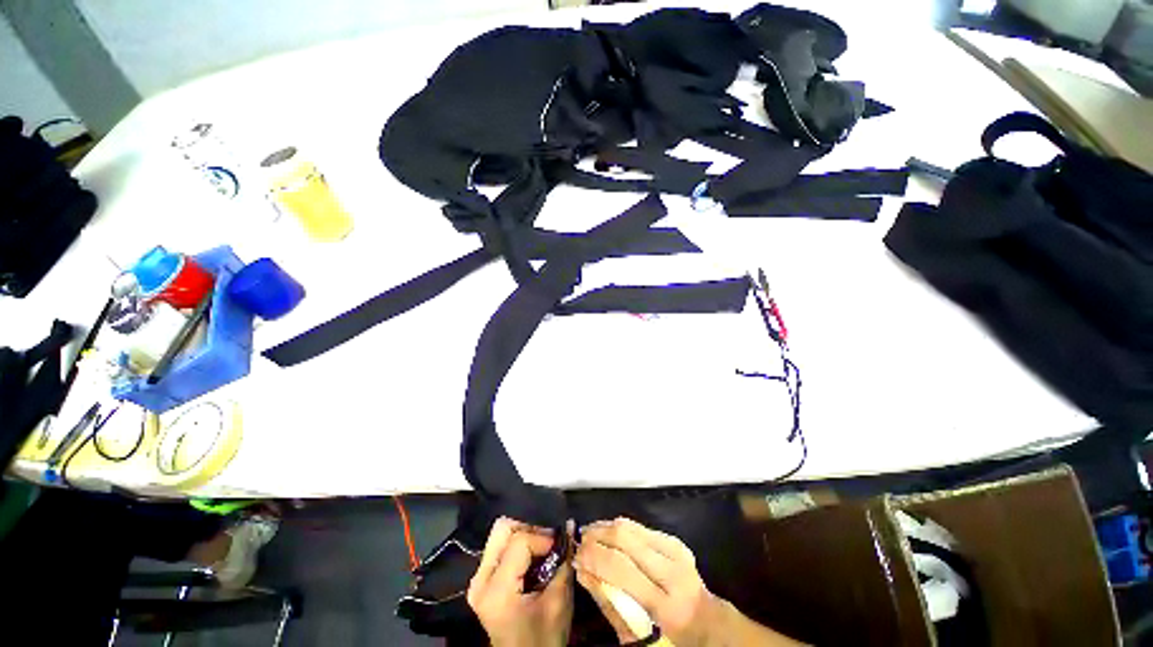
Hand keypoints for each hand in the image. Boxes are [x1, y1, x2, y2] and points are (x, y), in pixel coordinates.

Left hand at [467, 517, 573, 646]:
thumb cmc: (543, 638)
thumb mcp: (558, 603)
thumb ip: (564, 562)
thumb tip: (570, 525)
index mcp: (497, 590)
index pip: (519, 541)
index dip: (543, 537)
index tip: (560, 545)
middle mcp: (481, 580)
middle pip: (502, 529)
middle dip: (529, 529)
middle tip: (549, 541)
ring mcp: (477, 579)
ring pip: (499, 534)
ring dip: (523, 534)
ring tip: (542, 548)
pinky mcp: (481, 580)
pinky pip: (499, 546)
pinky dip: (518, 544)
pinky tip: (532, 557)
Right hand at [575, 518, 721, 646]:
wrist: (705, 621)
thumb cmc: (669, 636)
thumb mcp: (637, 635)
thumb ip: (608, 603)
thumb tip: (582, 571)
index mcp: (666, 604)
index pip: (622, 569)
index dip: (594, 557)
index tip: (575, 556)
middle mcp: (673, 571)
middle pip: (625, 539)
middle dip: (597, 536)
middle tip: (578, 540)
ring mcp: (676, 551)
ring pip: (631, 527)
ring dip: (605, 527)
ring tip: (588, 533)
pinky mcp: (674, 540)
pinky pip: (640, 526)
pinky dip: (618, 527)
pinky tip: (607, 533)